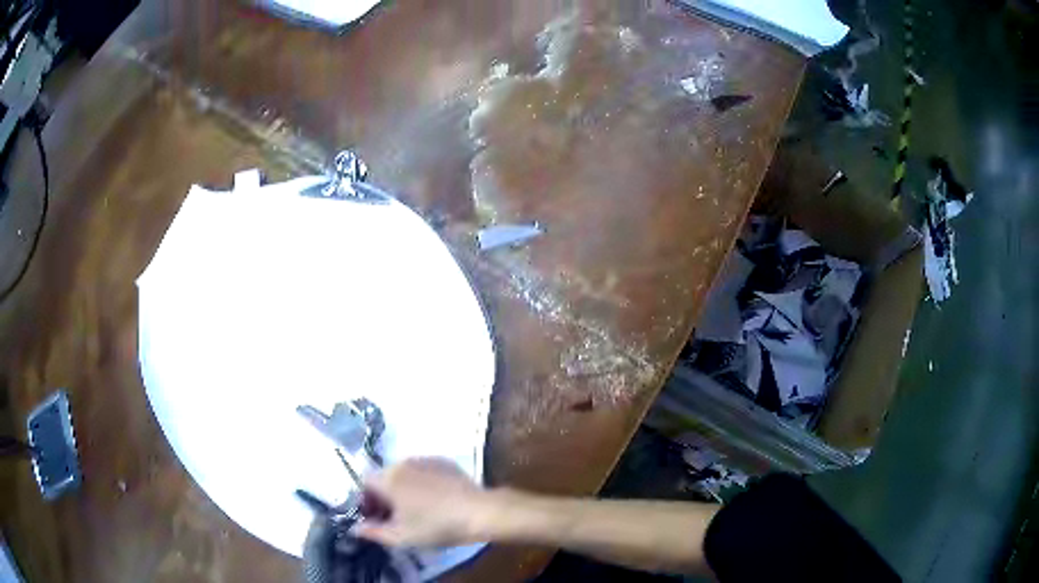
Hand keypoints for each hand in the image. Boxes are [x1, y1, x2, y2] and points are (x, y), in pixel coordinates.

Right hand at [353, 458, 498, 548]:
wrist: (478, 512)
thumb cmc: (435, 525)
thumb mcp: (400, 536)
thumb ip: (373, 532)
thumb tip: (356, 528)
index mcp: (387, 478)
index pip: (364, 483)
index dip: (366, 501)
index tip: (375, 518)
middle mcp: (402, 462)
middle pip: (383, 477)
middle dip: (383, 496)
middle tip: (394, 517)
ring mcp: (425, 459)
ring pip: (404, 473)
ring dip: (402, 489)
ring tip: (415, 510)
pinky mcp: (445, 462)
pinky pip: (423, 471)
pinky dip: (422, 483)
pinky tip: (434, 500)